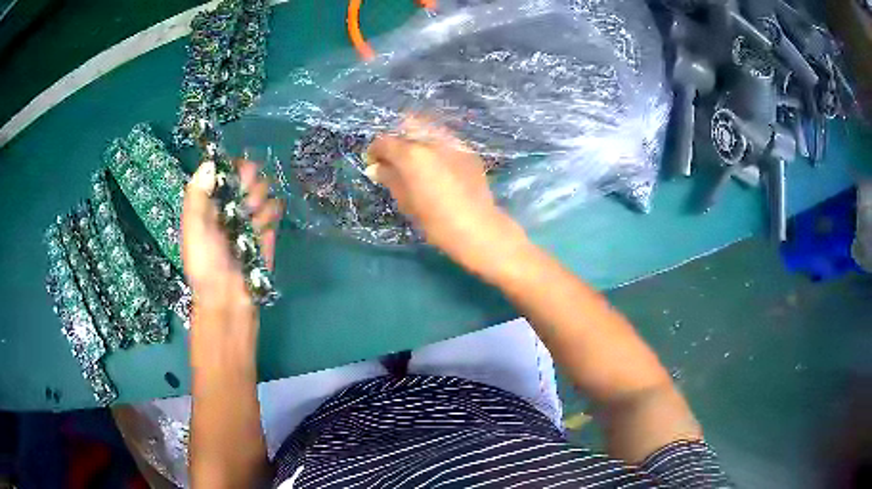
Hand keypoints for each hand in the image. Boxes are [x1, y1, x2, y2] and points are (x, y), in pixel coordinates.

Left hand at [181, 159, 282, 312]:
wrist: (228, 298)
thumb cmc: (205, 264)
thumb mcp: (193, 228)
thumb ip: (197, 195)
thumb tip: (210, 163)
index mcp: (210, 200)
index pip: (226, 168)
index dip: (233, 167)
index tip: (236, 177)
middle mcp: (231, 203)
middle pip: (250, 173)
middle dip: (250, 182)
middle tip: (245, 201)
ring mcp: (251, 215)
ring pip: (265, 188)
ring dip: (260, 200)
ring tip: (252, 220)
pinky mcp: (268, 229)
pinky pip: (276, 207)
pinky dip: (272, 213)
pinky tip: (263, 228)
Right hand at [366, 116, 526, 275]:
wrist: (478, 228)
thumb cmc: (436, 221)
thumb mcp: (406, 201)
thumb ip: (389, 178)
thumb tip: (375, 167)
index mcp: (412, 154)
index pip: (385, 141)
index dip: (375, 150)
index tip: (374, 162)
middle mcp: (432, 141)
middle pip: (407, 126)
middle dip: (397, 138)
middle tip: (395, 158)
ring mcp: (453, 143)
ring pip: (428, 128)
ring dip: (417, 138)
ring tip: (415, 159)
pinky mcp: (468, 151)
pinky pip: (446, 139)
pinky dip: (435, 146)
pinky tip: (436, 164)